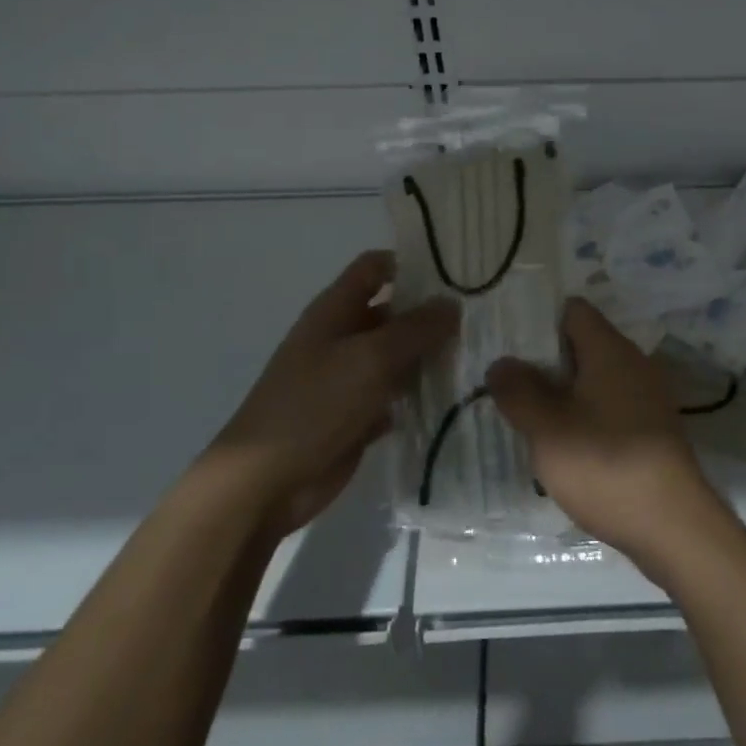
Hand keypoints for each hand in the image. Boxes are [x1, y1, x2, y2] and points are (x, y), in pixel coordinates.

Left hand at [213, 251, 457, 538]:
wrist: (265, 481)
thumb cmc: (315, 405)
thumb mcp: (370, 358)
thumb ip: (415, 328)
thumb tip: (452, 303)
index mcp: (335, 311)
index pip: (375, 268)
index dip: (410, 264)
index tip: (455, 274)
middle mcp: (342, 337)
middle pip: (393, 312)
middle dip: (430, 315)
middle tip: (480, 321)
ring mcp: (349, 378)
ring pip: (398, 356)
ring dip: (429, 357)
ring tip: (478, 357)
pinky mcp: (357, 415)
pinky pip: (395, 395)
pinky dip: (418, 395)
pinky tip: (453, 398)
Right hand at [486, 297, 715, 560]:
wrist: (673, 525)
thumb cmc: (605, 465)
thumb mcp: (548, 429)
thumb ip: (519, 391)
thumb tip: (502, 362)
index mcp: (610, 350)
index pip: (573, 311)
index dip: (539, 322)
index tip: (508, 344)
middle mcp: (633, 364)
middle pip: (583, 345)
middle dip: (545, 361)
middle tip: (508, 384)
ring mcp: (647, 397)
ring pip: (595, 379)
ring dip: (563, 393)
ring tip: (527, 416)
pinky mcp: (652, 430)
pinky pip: (610, 406)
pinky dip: (585, 415)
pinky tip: (564, 445)